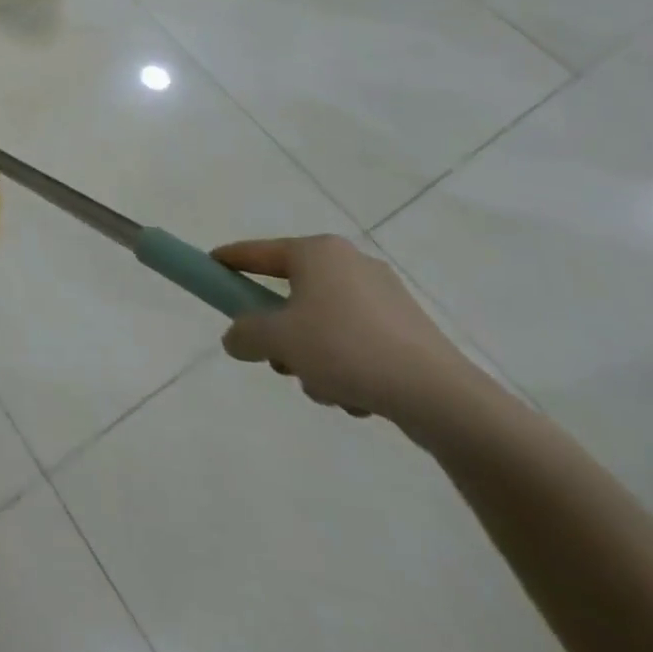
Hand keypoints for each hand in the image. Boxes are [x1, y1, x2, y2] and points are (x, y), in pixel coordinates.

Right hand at [211, 234, 483, 430]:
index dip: (229, 261)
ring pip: (324, 324)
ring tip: (324, 389)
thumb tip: (236, 339)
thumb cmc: (347, 350)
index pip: (257, 252)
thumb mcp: (278, 340)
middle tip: (277, 359)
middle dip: (281, 331)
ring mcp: (386, 298)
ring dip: (314, 356)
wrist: (443, 400)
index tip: (209, 268)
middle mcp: (351, 264)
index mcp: (317, 252)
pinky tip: (357, 398)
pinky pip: (357, 343)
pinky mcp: (411, 332)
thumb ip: (245, 334)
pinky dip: (347, 367)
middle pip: (292, 294)